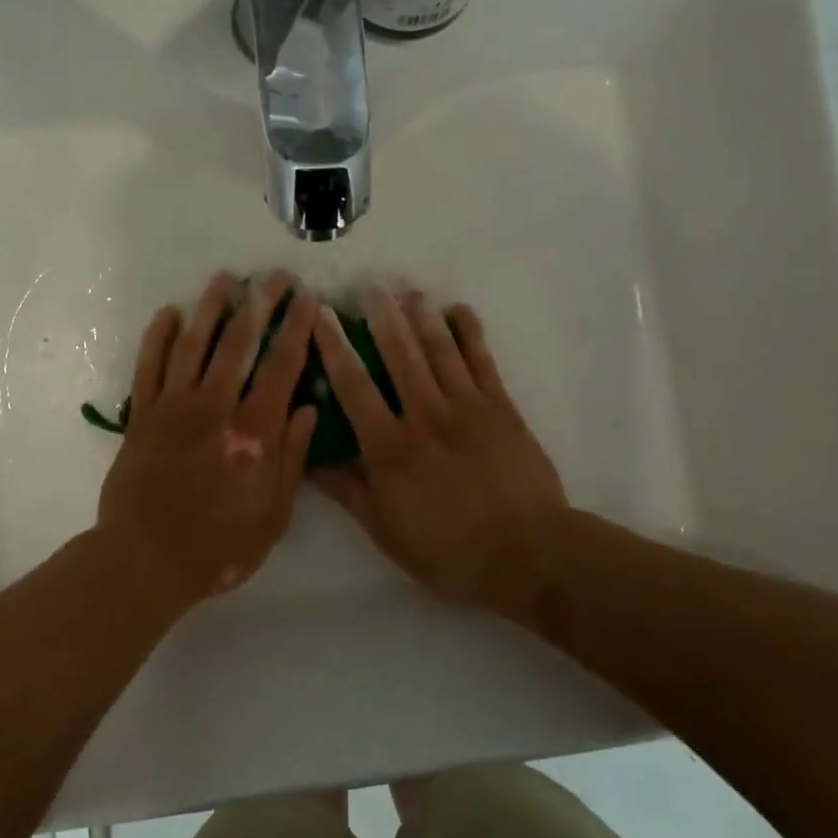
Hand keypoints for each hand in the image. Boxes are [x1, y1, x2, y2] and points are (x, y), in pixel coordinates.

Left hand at [97, 271, 318, 607]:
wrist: (146, 561)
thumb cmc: (219, 545)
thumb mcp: (274, 514)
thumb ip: (292, 457)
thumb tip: (309, 408)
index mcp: (254, 431)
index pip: (281, 366)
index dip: (297, 328)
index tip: (307, 298)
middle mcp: (215, 407)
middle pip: (240, 342)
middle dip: (260, 303)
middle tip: (274, 275)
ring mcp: (174, 406)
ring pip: (194, 343)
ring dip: (211, 307)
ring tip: (226, 279)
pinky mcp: (142, 414)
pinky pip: (149, 365)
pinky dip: (158, 336)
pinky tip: (169, 313)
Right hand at [313, 285, 565, 613]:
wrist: (527, 553)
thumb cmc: (449, 550)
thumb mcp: (386, 530)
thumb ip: (348, 491)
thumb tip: (310, 459)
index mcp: (390, 447)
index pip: (353, 387)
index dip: (334, 347)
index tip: (321, 316)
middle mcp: (424, 416)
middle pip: (398, 355)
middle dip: (380, 317)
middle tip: (368, 285)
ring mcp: (466, 407)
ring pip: (439, 350)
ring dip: (421, 316)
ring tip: (406, 289)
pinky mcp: (500, 407)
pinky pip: (482, 360)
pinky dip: (470, 332)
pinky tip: (458, 310)